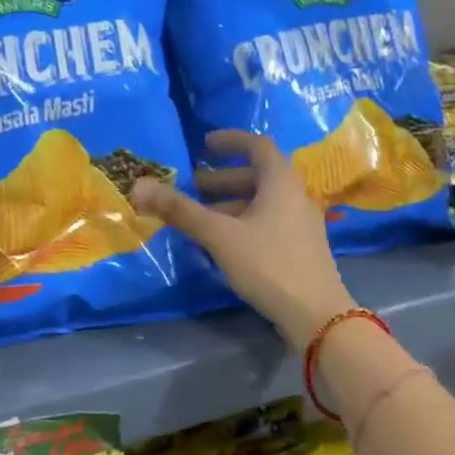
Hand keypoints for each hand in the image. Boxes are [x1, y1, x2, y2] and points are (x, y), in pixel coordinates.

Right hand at [131, 129, 355, 351]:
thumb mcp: (219, 235)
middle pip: (257, 177)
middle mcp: (295, 196)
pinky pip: (267, 224)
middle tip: (191, 188)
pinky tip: (221, 246)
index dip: (231, 140)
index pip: (258, 146)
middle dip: (221, 180)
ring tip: (198, 220)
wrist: (316, 314)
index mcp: (281, 182)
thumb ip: (181, 210)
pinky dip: (242, 224)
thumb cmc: (268, 264)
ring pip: (261, 203)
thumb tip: (139, 186)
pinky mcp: (299, 249)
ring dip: (229, 205)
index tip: (204, 145)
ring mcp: (300, 224)